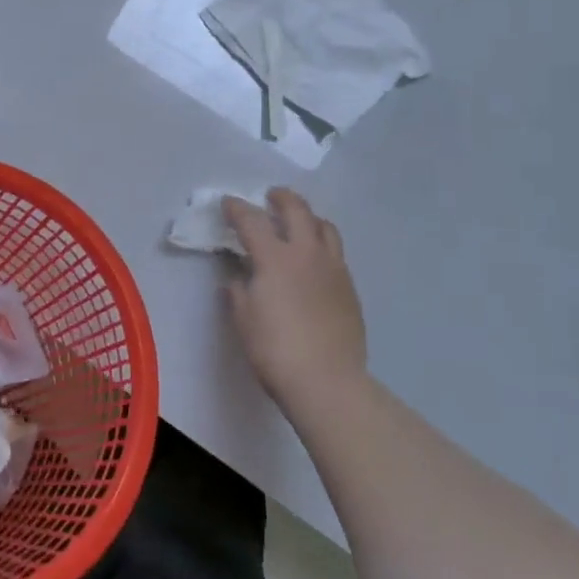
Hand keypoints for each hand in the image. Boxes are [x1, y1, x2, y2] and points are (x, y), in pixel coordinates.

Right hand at [221, 189, 366, 409]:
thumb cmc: (276, 351)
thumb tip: (238, 279)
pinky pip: (336, 253)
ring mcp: (333, 269)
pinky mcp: (350, 288)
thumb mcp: (244, 320)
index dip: (237, 208)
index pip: (252, 221)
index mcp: (275, 258)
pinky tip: (315, 261)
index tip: (228, 203)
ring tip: (300, 222)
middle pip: (297, 210)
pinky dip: (322, 245)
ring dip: (309, 217)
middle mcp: (307, 254)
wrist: (328, 382)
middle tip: (271, 197)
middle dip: (281, 198)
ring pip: (325, 227)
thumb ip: (239, 293)